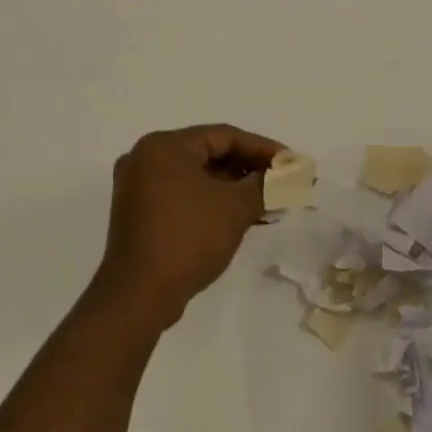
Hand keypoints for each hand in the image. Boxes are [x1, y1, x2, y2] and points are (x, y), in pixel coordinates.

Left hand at [95, 124, 283, 317]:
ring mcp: (139, 188)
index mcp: (165, 146)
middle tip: (283, 181)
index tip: (292, 163)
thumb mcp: (236, 208)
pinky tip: (244, 216)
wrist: (139, 295)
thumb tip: (287, 175)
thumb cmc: (188, 239)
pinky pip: (185, 196)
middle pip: (210, 154)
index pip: (225, 136)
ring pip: (198, 178)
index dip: (264, 148)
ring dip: (235, 188)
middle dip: (250, 169)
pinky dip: (214, 202)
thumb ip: (266, 184)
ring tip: (271, 201)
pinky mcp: (140, 214)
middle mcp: (146, 159)